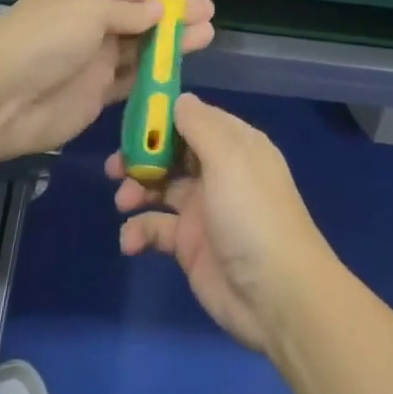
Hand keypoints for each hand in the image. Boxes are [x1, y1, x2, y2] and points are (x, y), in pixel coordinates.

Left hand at [0, 0, 215, 161]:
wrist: (0, 99)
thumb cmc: (44, 39)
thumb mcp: (89, 11)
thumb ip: (129, 12)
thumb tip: (160, 8)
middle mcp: (89, 24)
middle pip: (139, 19)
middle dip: (173, 17)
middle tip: (209, 14)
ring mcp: (94, 61)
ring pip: (141, 50)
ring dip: (172, 45)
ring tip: (207, 36)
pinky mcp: (97, 94)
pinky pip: (133, 81)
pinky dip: (156, 76)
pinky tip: (181, 70)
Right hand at [107, 94, 333, 353]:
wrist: (276, 294)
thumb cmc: (252, 214)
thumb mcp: (229, 158)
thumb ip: (200, 124)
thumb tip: (178, 99)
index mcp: (235, 145)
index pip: (194, 118)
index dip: (163, 118)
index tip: (131, 120)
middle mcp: (219, 171)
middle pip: (173, 151)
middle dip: (143, 154)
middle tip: (116, 165)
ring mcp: (204, 208)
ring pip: (160, 186)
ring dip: (137, 189)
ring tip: (123, 200)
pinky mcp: (190, 245)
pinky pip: (156, 228)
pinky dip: (139, 230)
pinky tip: (131, 241)